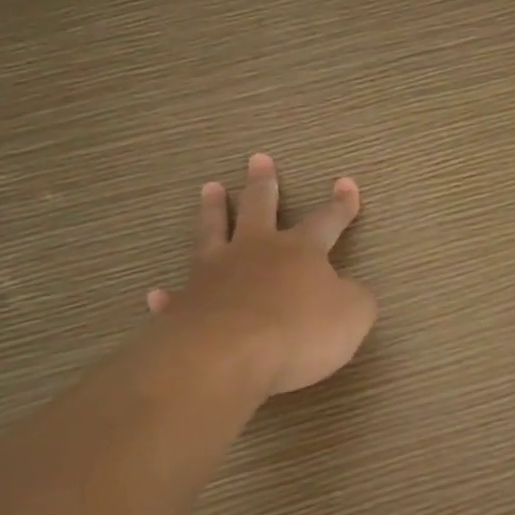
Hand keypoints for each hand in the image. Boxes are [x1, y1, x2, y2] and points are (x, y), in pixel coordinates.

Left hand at [146, 154, 377, 395]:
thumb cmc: (299, 332)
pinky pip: (176, 296)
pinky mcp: (184, 306)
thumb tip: (351, 291)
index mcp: (300, 252)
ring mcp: (213, 275)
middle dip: (263, 184)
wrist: (227, 356)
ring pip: (213, 232)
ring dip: (212, 210)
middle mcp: (254, 252)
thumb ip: (356, 299)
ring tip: (210, 188)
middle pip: (259, 209)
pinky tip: (158, 293)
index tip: (346, 183)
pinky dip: (169, 295)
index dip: (340, 205)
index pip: (326, 221)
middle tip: (258, 159)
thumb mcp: (352, 316)